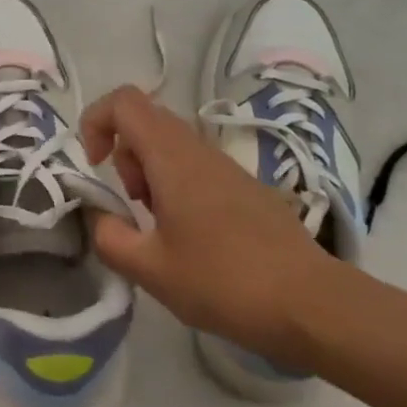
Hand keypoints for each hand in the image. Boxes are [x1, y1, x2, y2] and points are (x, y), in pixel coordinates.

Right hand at [78, 85, 345, 366]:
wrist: (312, 304)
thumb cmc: (224, 281)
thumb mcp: (150, 269)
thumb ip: (110, 237)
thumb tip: (101, 217)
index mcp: (173, 158)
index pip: (124, 101)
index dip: (96, 121)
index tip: (94, 166)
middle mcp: (200, 150)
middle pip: (146, 121)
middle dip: (123, 156)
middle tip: (132, 204)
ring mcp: (228, 167)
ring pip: (172, 146)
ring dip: (150, 175)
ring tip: (159, 227)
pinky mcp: (246, 188)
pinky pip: (196, 167)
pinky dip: (176, 188)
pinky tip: (191, 238)